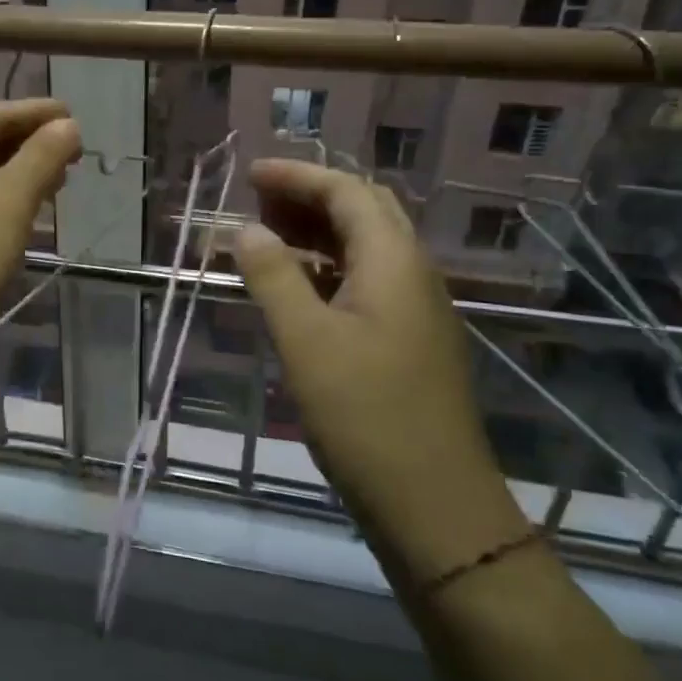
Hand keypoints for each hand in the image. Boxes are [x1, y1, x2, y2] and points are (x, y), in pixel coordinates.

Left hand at [0, 99, 80, 340]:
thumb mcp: (13, 195)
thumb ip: (43, 155)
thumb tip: (67, 125)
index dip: (35, 112)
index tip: (74, 114)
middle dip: (30, 143)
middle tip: (75, 150)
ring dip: (21, 173)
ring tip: (62, 178)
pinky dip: (6, 201)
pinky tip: (32, 212)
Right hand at [236, 160, 507, 537]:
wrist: (435, 506)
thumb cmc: (366, 417)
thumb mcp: (306, 342)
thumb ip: (274, 277)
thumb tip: (246, 229)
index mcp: (394, 262)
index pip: (346, 191)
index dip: (297, 176)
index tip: (249, 174)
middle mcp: (413, 274)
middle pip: (364, 210)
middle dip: (310, 196)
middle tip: (257, 202)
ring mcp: (416, 309)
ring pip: (366, 247)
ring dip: (318, 231)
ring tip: (268, 237)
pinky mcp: (410, 340)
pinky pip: (367, 280)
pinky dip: (328, 268)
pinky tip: (298, 287)